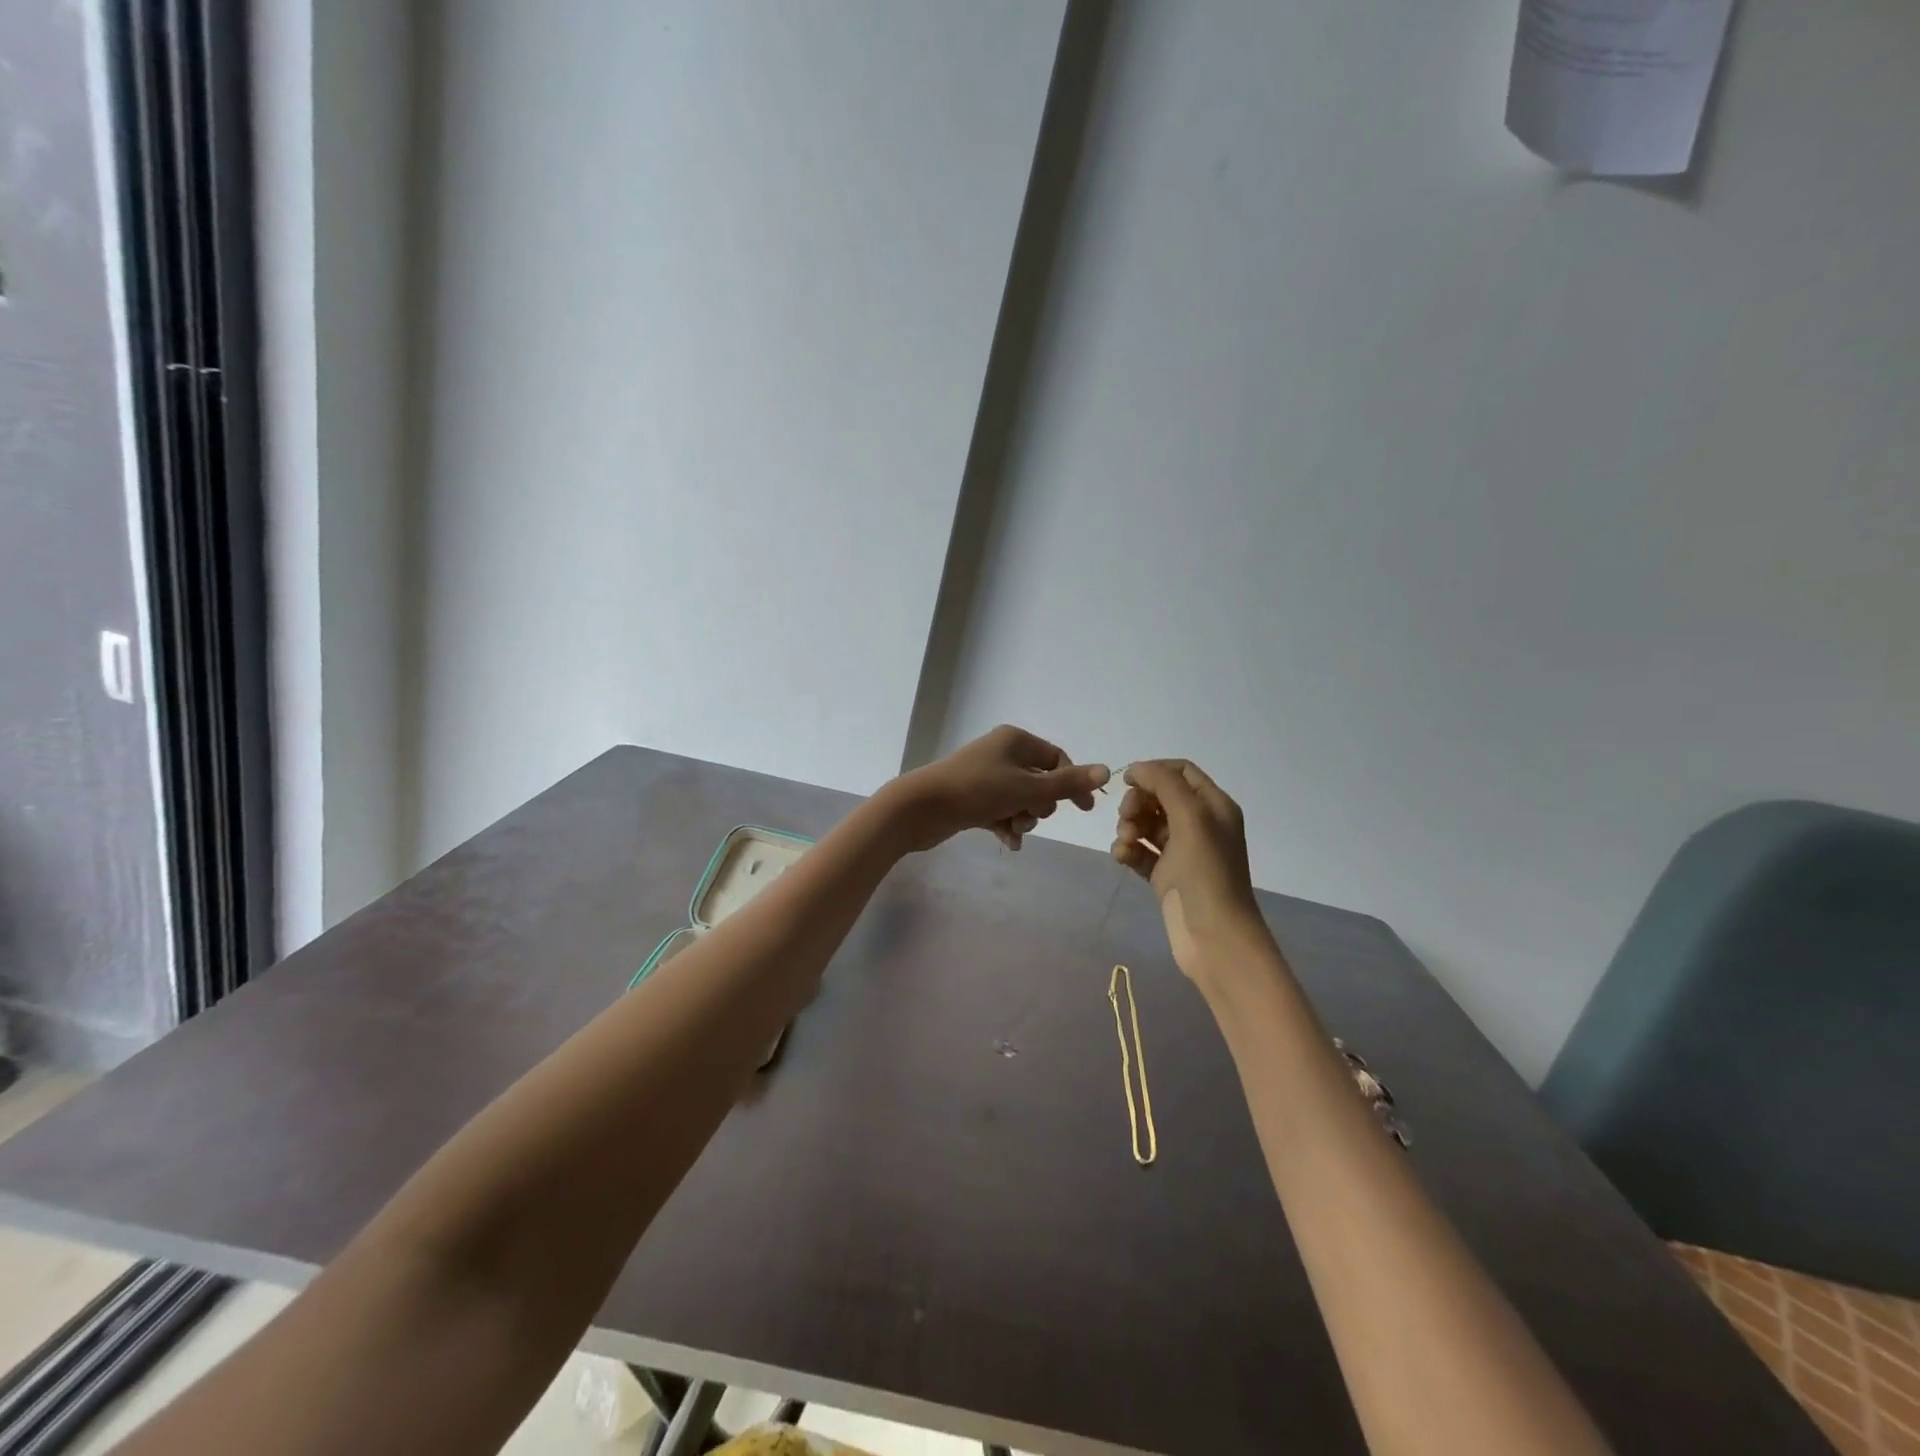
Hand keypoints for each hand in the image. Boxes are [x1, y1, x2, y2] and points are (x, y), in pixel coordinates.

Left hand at [888, 725, 1108, 852]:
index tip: (1084, 811)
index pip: (1057, 759)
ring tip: (1014, 829)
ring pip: (1020, 798)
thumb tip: (1106, 771)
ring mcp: (984, 775)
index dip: (1072, 783)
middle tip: (1030, 814)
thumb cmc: (977, 791)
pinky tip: (1009, 843)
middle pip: (1039, 780)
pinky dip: (1007, 825)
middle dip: (1041, 804)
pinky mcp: (971, 797)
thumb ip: (1068, 784)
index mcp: (1015, 741)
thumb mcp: (1027, 788)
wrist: (921, 807)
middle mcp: (1001, 753)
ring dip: (1024, 817)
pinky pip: (1000, 811)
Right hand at [1111, 760, 1269, 982]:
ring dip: (1129, 826)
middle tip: (1127, 819)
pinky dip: (1128, 850)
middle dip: (1137, 803)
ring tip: (1125, 843)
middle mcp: (1201, 825)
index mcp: (1214, 806)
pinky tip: (1121, 857)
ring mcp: (1183, 852)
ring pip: (1147, 824)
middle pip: (1160, 796)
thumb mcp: (1190, 819)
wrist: (1214, 938)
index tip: (1127, 783)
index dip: (1153, 771)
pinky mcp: (1167, 876)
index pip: (1181, 772)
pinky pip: (1141, 851)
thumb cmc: (1206, 874)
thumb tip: (1137, 768)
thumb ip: (1164, 784)